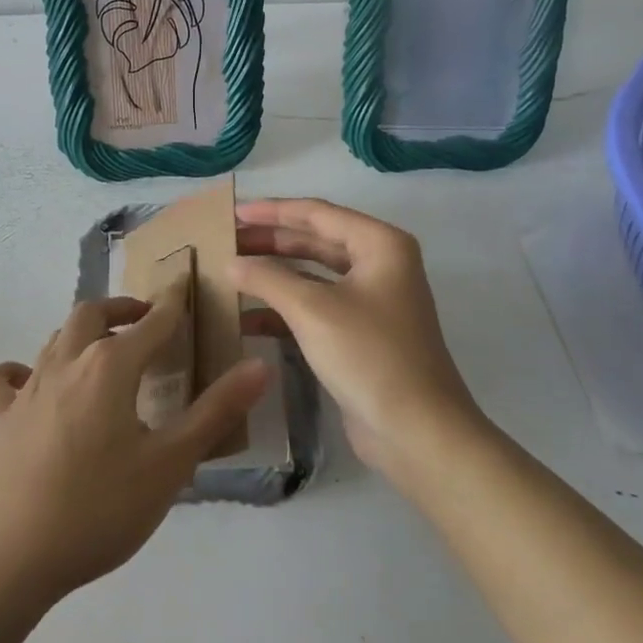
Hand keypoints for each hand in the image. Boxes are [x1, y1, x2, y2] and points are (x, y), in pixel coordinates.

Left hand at [0, 285, 269, 603]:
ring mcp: (28, 388)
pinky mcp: (0, 417)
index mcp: (109, 367)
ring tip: (106, 352)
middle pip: (92, 314)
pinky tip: (31, 384)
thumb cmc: (100, 508)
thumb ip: (216, 411)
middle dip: (123, 310)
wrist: (13, 557)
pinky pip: (3, 378)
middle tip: (148, 322)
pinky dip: (18, 370)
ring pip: (55, 338)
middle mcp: (66, 362)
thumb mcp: (170, 464)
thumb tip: (260, 365)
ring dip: (83, 333)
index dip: (172, 304)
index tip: (184, 286)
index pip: (152, 322)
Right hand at [231, 198, 485, 483]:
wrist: (417, 431)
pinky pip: (316, 308)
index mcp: (380, 245)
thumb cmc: (369, 355)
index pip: (317, 213)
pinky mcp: (360, 334)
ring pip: (313, 276)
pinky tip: (246, 319)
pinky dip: (284, 309)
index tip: (232, 212)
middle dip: (270, 241)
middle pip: (315, 241)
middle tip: (225, 241)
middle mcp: (380, 265)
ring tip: (230, 274)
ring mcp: (371, 301)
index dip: (271, 211)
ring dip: (273, 275)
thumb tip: (230, 262)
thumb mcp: (313, 309)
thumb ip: (267, 278)